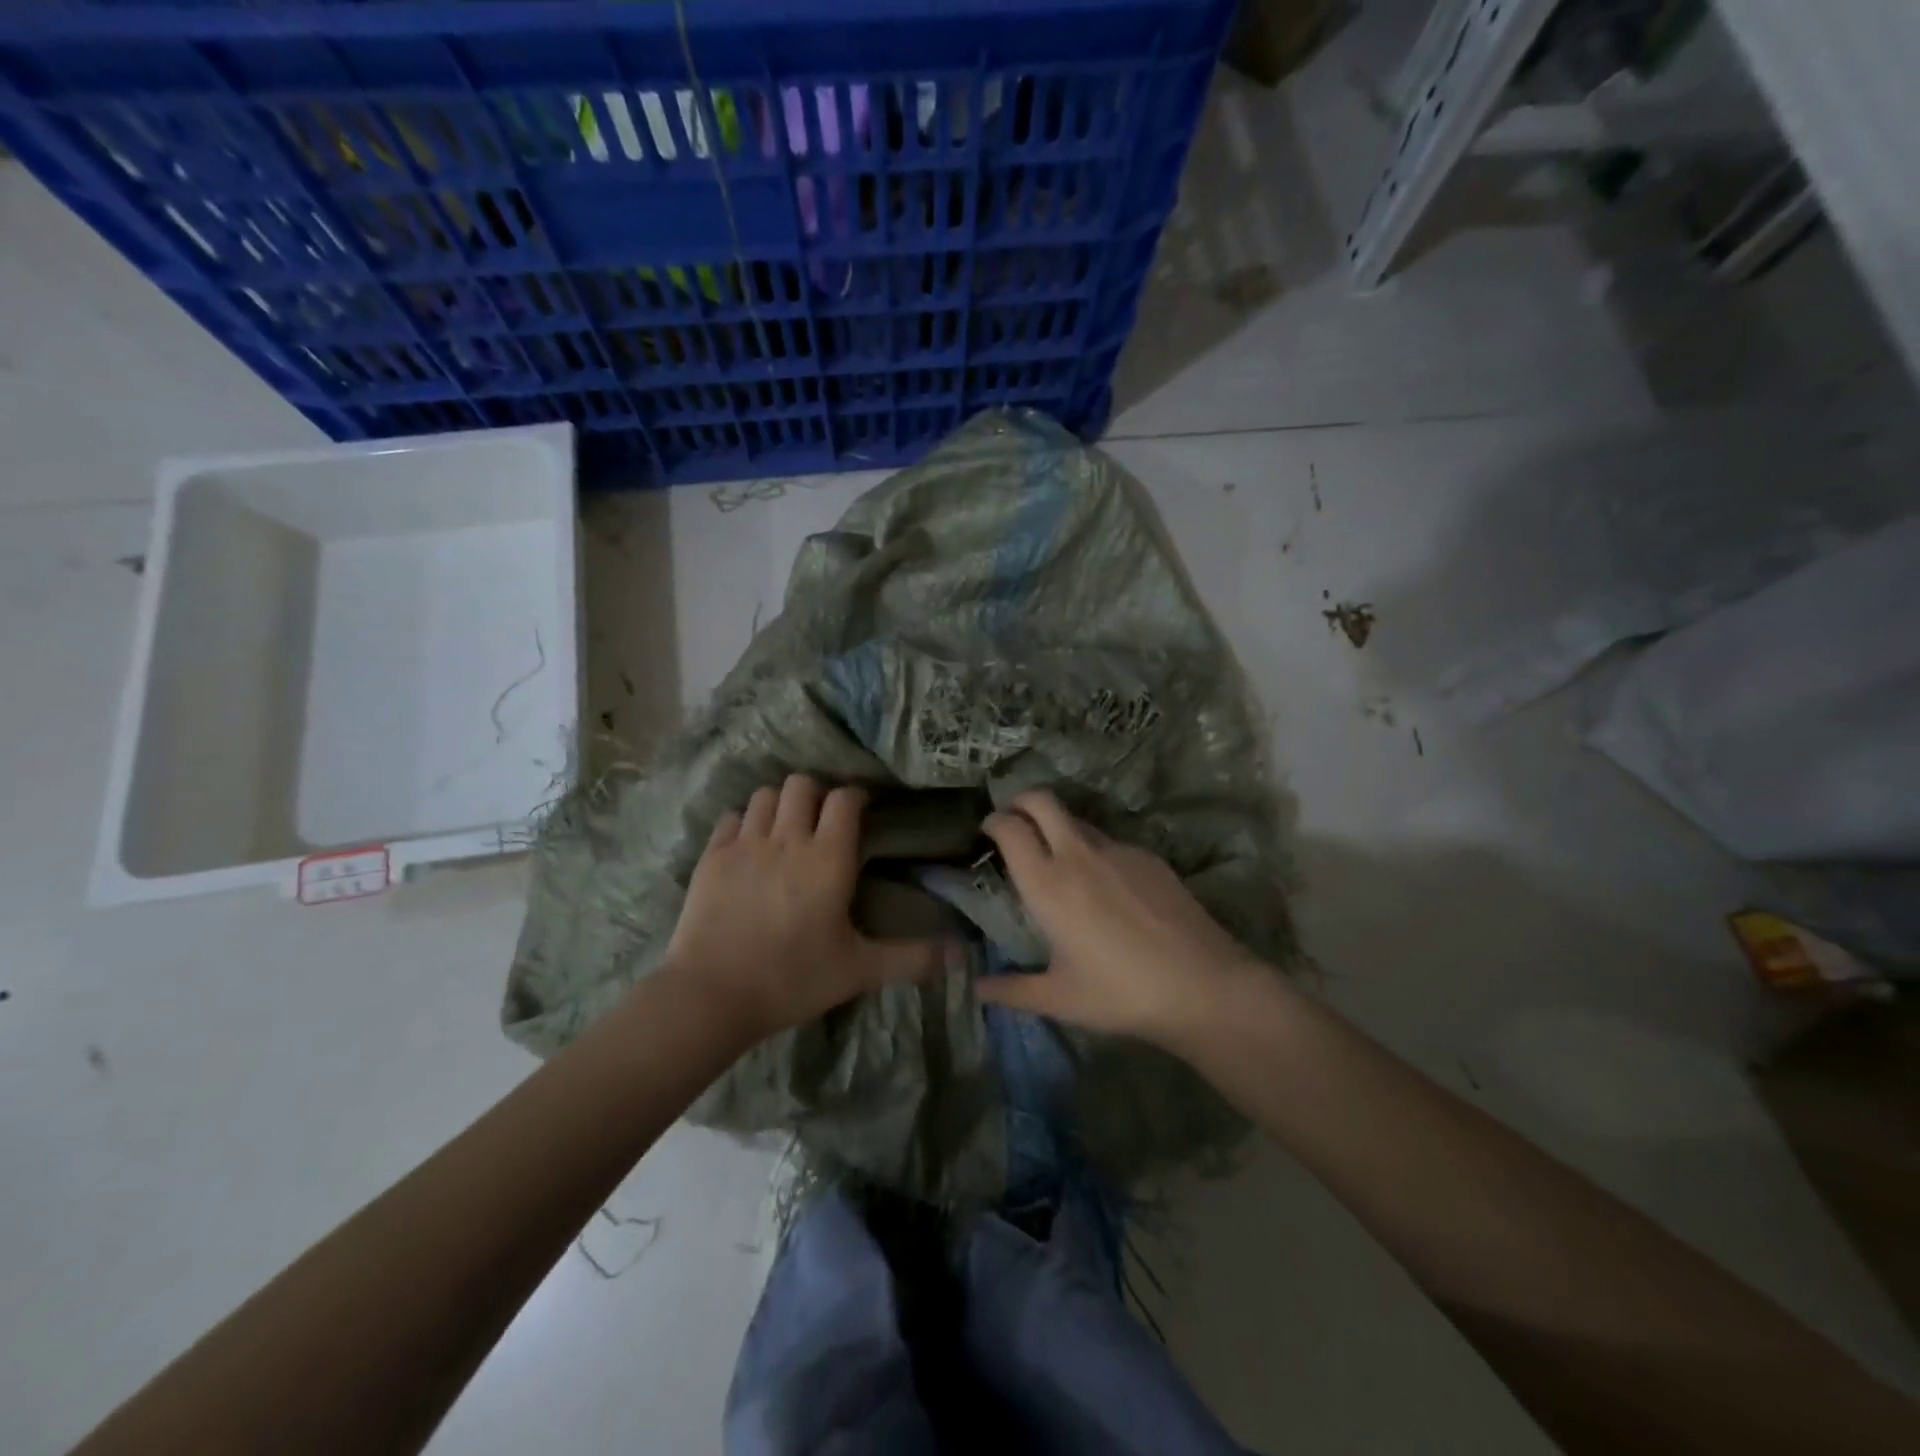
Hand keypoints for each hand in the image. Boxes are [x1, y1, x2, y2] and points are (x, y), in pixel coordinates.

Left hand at [661, 774, 945, 1042]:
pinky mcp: (712, 857)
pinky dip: (745, 822)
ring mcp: (745, 844)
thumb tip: (963, 955)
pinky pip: (731, 818)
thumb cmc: (793, 979)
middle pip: (802, 784)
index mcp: (827, 858)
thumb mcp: (859, 971)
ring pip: (766, 795)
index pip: (844, 800)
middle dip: (816, 794)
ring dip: (781, 804)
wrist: (712, 996)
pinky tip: (750, 846)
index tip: (861, 812)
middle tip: (822, 823)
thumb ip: (912, 958)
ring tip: (786, 830)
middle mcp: (787, 839)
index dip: (855, 798)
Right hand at [978, 790, 1261, 1044]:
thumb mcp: (1059, 998)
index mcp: (1047, 884)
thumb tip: (977, 988)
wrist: (1202, 985)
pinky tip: (1107, 888)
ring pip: (1077, 819)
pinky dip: (1094, 851)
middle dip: (1021, 800)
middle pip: (1041, 800)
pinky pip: (1110, 842)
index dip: (993, 821)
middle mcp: (1078, 855)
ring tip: (1060, 860)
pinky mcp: (1149, 856)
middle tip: (1014, 821)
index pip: (1009, 828)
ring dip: (1058, 826)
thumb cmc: (1120, 993)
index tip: (987, 831)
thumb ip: (1011, 990)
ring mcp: (1118, 850)